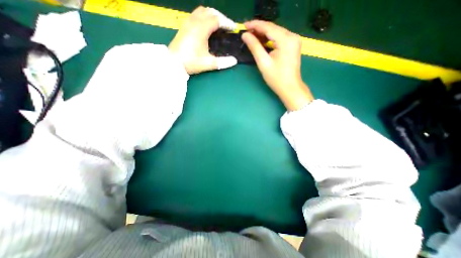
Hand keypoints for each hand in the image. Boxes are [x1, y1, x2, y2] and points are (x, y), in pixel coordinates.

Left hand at [169, 6, 237, 74]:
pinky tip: (205, 27)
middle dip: (220, 17)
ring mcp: (187, 23)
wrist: (173, 63)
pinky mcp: (183, 26)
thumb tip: (235, 61)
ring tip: (217, 25)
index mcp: (201, 29)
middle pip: (209, 11)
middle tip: (226, 26)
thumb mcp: (209, 63)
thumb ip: (223, 62)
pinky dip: (203, 17)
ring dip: (211, 15)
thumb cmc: (191, 62)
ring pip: (201, 11)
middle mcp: (194, 22)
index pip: (217, 19)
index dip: (227, 22)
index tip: (233, 28)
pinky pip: (195, 15)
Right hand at [242, 20, 313, 110]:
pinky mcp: (293, 45)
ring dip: (264, 33)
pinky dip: (270, 38)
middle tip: (246, 32)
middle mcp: (292, 36)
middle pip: (273, 28)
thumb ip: (254, 47)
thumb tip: (245, 35)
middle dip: (259, 29)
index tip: (244, 25)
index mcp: (286, 40)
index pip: (268, 27)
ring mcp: (294, 40)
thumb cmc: (276, 78)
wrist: (290, 88)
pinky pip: (279, 38)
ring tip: (252, 36)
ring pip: (276, 32)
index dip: (255, 25)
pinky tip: (262, 41)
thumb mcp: (263, 63)